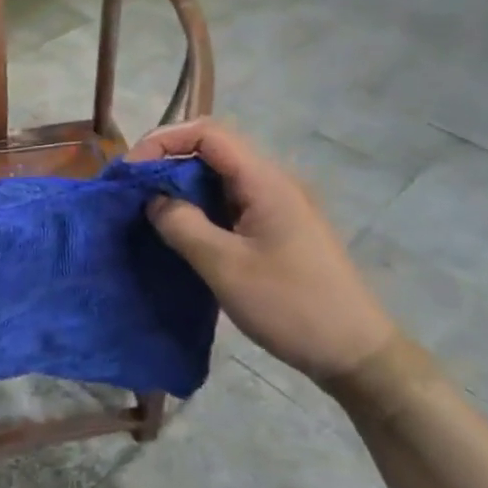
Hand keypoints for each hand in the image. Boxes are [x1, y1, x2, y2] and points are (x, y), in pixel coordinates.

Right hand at [129, 120, 396, 383]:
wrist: (355, 353)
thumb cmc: (291, 306)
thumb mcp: (225, 267)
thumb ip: (182, 225)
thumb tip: (153, 199)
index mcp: (265, 180)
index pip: (208, 133)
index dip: (164, 140)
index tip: (131, 171)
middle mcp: (273, 182)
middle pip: (213, 151)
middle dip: (168, 163)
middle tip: (133, 192)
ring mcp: (279, 205)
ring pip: (220, 179)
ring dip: (183, 188)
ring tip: (149, 212)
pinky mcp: (278, 229)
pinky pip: (231, 203)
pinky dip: (201, 209)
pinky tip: (182, 233)